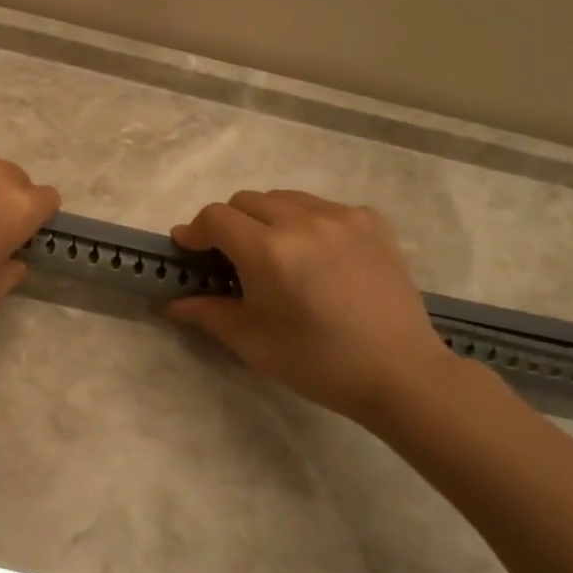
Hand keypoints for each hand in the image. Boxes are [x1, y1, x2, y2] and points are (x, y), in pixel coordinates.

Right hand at [166, 190, 459, 426]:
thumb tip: (172, 302)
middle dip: (229, 224)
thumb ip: (206, 313)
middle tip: (231, 258)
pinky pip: (323, 206)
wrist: (400, 374)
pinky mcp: (371, 221)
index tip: (189, 250)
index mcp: (269, 251)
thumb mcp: (252, 342)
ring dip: (266, 218)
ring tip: (275, 253)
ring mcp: (342, 217)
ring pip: (284, 198)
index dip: (195, 231)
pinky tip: (316, 253)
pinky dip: (307, 221)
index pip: (215, 218)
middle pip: (246, 200)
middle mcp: (303, 221)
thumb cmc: (317, 362)